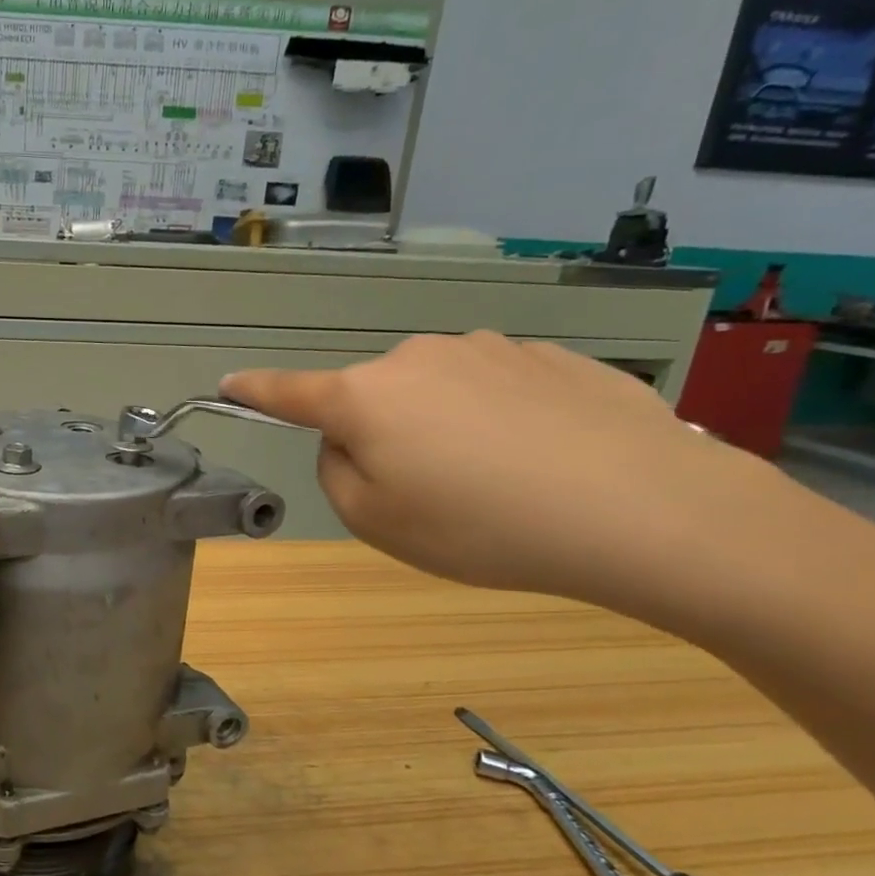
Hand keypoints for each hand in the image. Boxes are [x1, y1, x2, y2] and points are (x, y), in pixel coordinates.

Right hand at [222, 332, 765, 606]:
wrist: (645, 509)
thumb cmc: (482, 527)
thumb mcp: (376, 522)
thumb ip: (338, 472)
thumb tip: (351, 440)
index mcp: (365, 397)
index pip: (289, 392)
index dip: (255, 391)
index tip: (229, 383)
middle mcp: (416, 358)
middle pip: (374, 398)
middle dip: (383, 436)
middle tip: (430, 493)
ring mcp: (488, 349)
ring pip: (438, 392)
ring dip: (446, 428)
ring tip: (500, 480)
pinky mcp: (550, 355)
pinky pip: (498, 389)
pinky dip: (502, 421)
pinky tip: (546, 459)